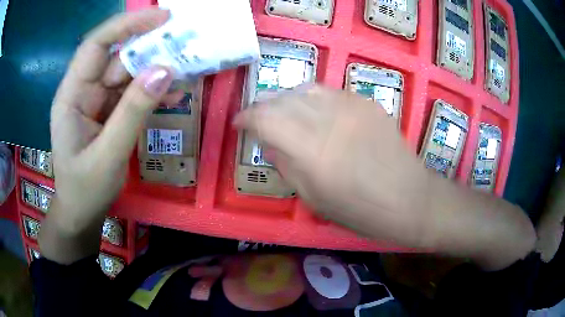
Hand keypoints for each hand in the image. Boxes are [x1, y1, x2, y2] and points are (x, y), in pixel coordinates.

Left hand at [40, 9, 181, 262]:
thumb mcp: (107, 155)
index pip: (97, 45)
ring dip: (155, 71)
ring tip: (187, 69)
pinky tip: (172, 95)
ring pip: (128, 74)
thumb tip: (165, 70)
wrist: (82, 214)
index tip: (163, 17)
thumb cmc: (85, 190)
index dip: (127, 26)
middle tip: (186, 42)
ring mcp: (97, 101)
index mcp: (71, 95)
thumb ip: (133, 112)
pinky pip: (132, 94)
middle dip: (149, 47)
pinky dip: (152, 92)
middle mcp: (83, 90)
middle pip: (117, 57)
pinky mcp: (109, 112)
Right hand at [234, 85, 534, 269]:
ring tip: (284, 113)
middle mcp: (328, 118)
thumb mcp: (312, 197)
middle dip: (264, 107)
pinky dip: (312, 99)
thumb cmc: (360, 210)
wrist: (409, 198)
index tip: (239, 125)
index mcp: (311, 149)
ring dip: (287, 99)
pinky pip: (329, 92)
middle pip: (282, 98)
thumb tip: (267, 142)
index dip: (246, 117)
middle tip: (260, 121)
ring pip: (305, 88)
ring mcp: (351, 105)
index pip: (264, 117)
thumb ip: (285, 164)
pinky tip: (315, 113)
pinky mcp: (366, 102)